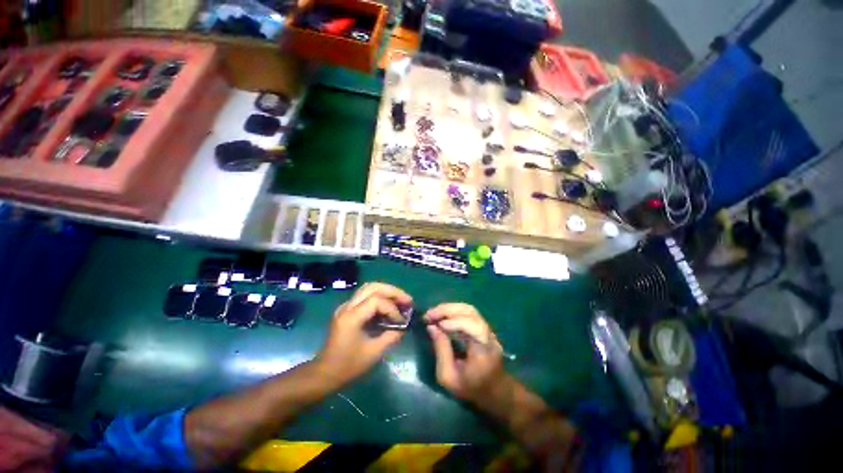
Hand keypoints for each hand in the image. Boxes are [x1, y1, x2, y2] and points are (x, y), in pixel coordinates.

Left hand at [315, 283, 412, 386]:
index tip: (401, 321)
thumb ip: (391, 336)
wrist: (325, 373)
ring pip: (368, 288)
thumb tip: (404, 326)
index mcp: (351, 317)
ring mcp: (345, 306)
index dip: (392, 308)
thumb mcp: (374, 353)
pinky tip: (388, 304)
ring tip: (400, 299)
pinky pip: (364, 295)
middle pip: (372, 287)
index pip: (376, 301)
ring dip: (386, 291)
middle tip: (407, 300)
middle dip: (392, 291)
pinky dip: (379, 296)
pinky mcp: (347, 310)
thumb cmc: (348, 366)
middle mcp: (347, 307)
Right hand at [425, 303, 506, 402]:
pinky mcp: (484, 327)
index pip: (472, 326)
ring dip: (449, 308)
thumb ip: (441, 351)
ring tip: (433, 313)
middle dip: (447, 310)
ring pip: (469, 309)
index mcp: (483, 349)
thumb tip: (431, 327)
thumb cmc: (471, 388)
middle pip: (470, 312)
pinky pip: (469, 314)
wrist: (494, 391)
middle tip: (429, 314)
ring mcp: (488, 329)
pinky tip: (442, 316)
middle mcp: (488, 335)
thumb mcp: (449, 377)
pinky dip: (454, 311)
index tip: (436, 324)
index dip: (454, 321)